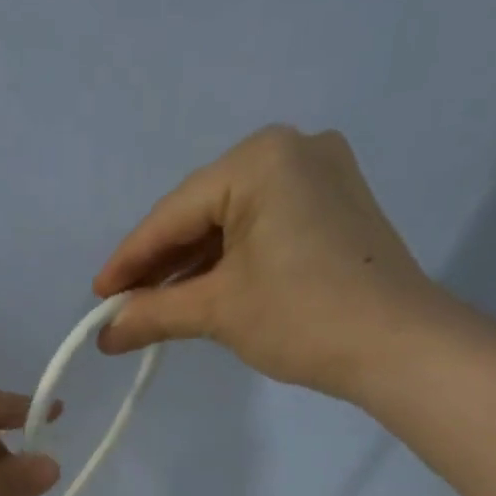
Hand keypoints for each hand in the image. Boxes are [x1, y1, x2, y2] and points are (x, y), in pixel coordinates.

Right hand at [94, 126, 453, 399]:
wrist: (397, 346)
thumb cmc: (302, 316)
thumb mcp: (218, 311)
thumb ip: (154, 313)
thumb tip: (106, 335)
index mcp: (261, 159)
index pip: (175, 213)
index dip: (130, 260)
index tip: (98, 298)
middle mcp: (293, 150)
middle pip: (203, 212)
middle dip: (161, 263)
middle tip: (122, 305)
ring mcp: (322, 176)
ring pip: (233, 222)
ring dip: (193, 266)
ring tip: (155, 307)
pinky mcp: (336, 208)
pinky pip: (264, 228)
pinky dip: (230, 262)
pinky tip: (203, 292)